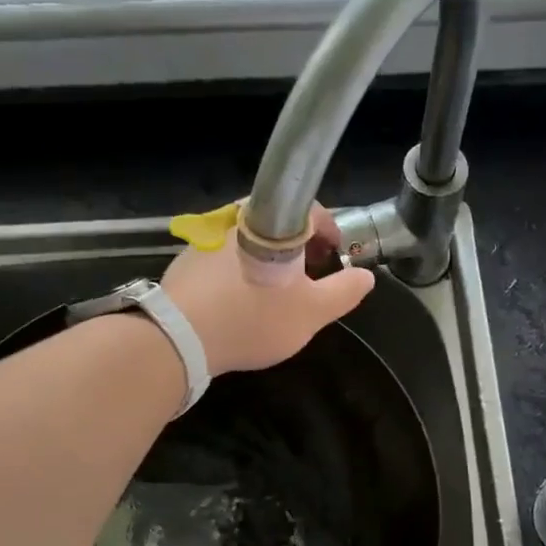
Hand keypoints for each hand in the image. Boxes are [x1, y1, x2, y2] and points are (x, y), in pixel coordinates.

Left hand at [159, 204, 373, 374]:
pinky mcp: (187, 255)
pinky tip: (240, 298)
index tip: (333, 255)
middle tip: (308, 275)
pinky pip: (224, 253)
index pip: (311, 208)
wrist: (179, 336)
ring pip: (250, 237)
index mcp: (274, 221)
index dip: (328, 231)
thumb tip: (365, 276)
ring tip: (275, 290)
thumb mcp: (312, 313)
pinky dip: (240, 267)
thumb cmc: (253, 318)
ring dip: (268, 256)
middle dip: (299, 245)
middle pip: (279, 221)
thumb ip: (343, 292)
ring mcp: (207, 234)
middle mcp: (238, 216)